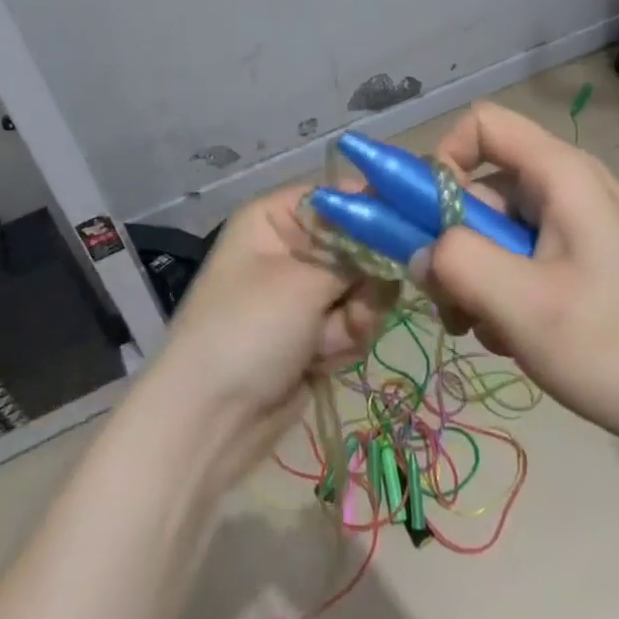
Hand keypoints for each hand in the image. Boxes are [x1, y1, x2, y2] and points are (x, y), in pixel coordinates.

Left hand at [147, 185, 394, 484]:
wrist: (211, 421)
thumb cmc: (249, 330)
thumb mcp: (304, 282)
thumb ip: (356, 255)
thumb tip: (396, 229)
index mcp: (275, 218)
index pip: (338, 196)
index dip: (373, 210)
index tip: (408, 229)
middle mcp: (291, 247)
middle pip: (358, 244)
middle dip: (364, 279)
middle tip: (355, 305)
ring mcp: (303, 292)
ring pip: (363, 287)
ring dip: (354, 317)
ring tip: (328, 341)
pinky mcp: (315, 331)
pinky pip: (354, 321)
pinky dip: (345, 341)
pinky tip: (322, 360)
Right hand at [413, 103, 618, 459]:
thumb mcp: (525, 308)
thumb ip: (458, 264)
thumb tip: (418, 250)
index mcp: (559, 174)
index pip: (480, 124)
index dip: (443, 159)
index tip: (431, 222)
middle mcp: (565, 186)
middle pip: (481, 184)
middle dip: (455, 240)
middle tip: (452, 302)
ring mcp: (575, 224)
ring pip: (495, 227)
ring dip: (475, 275)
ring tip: (488, 331)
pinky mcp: (581, 259)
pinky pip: (519, 255)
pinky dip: (502, 290)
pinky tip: (514, 337)